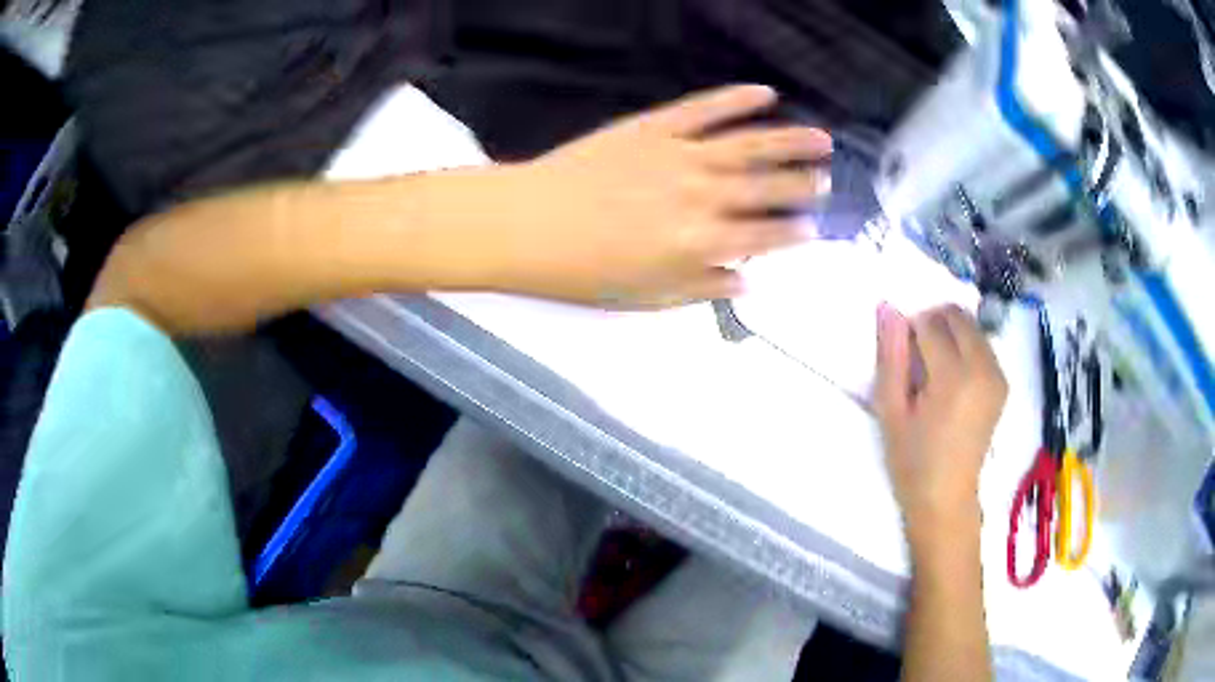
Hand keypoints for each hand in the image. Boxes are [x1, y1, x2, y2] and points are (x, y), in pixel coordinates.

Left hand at [488, 85, 831, 307]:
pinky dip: (737, 99)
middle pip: (767, 188)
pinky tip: (765, 93)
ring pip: (750, 145)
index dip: (794, 232)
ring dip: (791, 141)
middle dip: (803, 185)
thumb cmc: (584, 271)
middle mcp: (703, 196)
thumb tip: (748, 280)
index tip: (815, 228)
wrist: (530, 224)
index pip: (764, 236)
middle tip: (827, 181)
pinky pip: (705, 108)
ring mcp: (681, 155)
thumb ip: (703, 287)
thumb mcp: (648, 296)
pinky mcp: (656, 126)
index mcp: (701, 243)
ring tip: (822, 139)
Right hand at [874, 304, 1007, 549]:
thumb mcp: (891, 411)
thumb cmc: (912, 461)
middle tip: (917, 359)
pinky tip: (952, 378)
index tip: (902, 359)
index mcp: (954, 377)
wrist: (946, 498)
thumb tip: (888, 307)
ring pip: (972, 326)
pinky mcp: (1002, 382)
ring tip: (935, 371)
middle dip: (933, 323)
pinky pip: (982, 344)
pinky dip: (965, 346)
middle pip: (957, 316)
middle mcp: (983, 368)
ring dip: (950, 333)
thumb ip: (891, 356)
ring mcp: (998, 375)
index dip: (910, 331)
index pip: (931, 323)